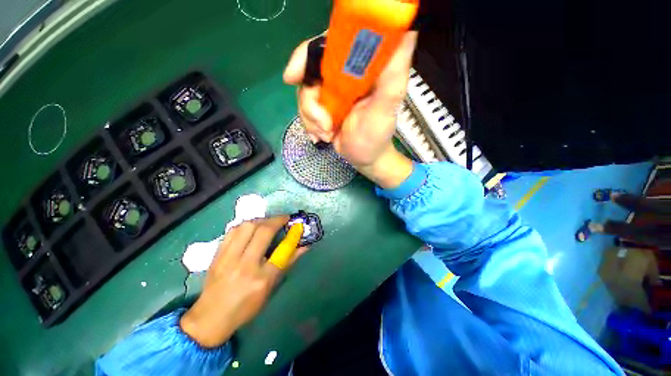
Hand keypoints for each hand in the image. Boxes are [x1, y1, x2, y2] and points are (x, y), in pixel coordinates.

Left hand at [180, 216, 306, 347]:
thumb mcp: (271, 287)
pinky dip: (245, 225)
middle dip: (277, 220)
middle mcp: (245, 266)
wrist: (211, 317)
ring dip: (261, 220)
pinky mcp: (217, 255)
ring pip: (247, 227)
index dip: (293, 234)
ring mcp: (228, 259)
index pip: (282, 250)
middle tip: (284, 219)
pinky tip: (251, 228)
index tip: (297, 225)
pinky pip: (232, 231)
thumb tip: (304, 246)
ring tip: (268, 222)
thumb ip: (288, 263)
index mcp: (262, 279)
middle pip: (263, 232)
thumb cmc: (247, 306)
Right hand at [283, 32, 417, 187]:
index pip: (329, 45)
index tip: (293, 77)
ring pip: (304, 94)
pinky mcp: (323, 107)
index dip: (306, 55)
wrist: (364, 158)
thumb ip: (392, 75)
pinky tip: (322, 137)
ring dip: (312, 119)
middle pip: (309, 72)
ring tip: (327, 134)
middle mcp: (344, 76)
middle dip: (310, 103)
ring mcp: (331, 92)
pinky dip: (310, 125)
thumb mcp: (386, 108)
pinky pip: (304, 109)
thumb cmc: (375, 137)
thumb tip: (407, 31)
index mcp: (361, 68)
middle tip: (324, 125)